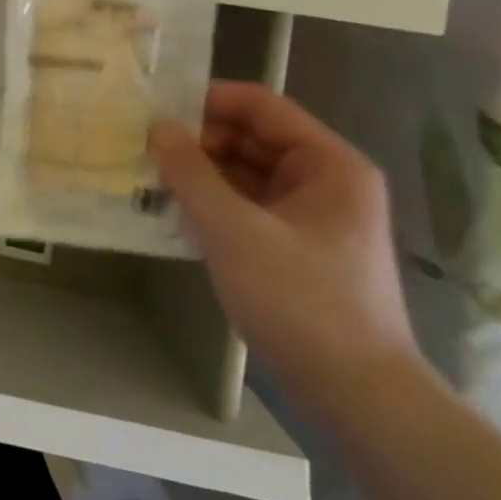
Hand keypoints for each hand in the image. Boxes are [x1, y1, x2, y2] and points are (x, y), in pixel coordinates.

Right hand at [151, 81, 422, 421]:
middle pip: (250, 137)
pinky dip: (210, 203)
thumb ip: (191, 173)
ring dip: (198, 172)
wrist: (360, 400)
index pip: (260, 106)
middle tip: (140, 143)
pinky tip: (169, 209)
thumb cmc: (302, 301)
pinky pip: (245, 206)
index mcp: (328, 164)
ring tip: (145, 173)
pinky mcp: (294, 249)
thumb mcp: (235, 231)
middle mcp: (324, 181)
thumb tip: (156, 127)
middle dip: (196, 139)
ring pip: (244, 173)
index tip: (154, 106)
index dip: (206, 99)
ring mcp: (310, 217)